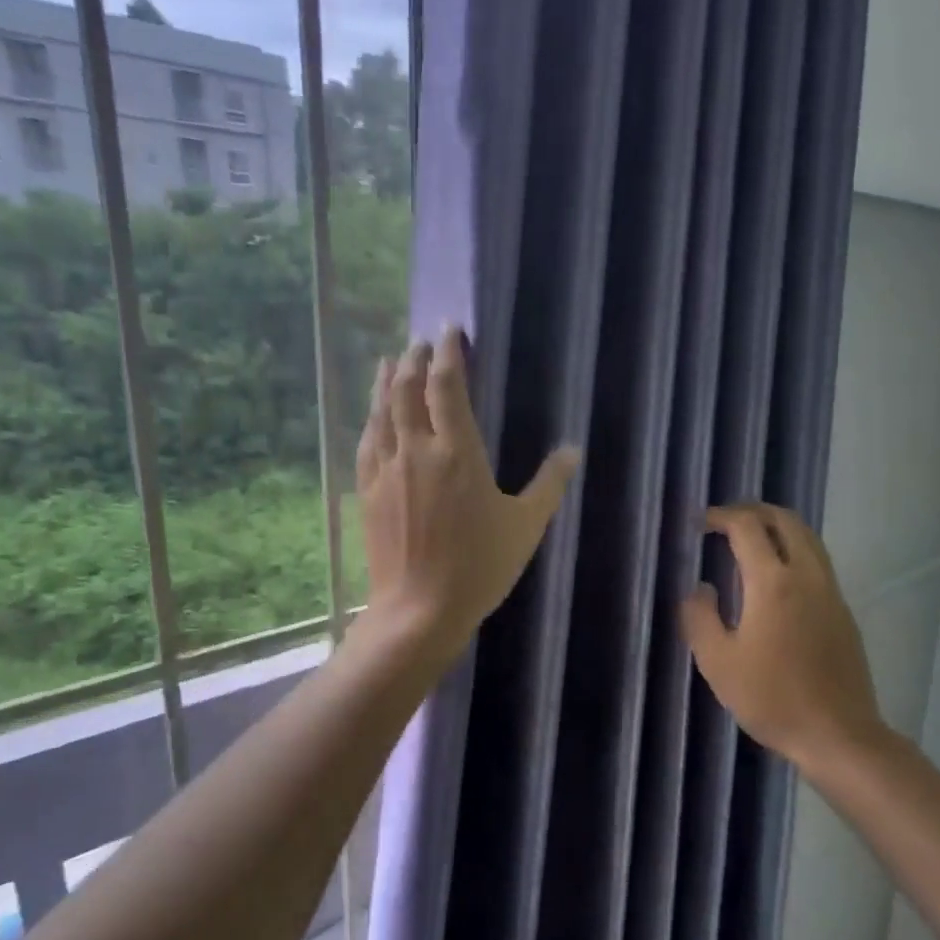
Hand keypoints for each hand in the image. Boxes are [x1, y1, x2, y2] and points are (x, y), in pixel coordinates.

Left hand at [355, 326, 580, 667]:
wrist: (420, 610)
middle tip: (421, 342)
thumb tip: (572, 450)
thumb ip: (550, 484)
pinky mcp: (369, 492)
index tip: (451, 329)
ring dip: (386, 380)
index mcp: (458, 453)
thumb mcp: (525, 526)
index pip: (447, 386)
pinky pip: (367, 442)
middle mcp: (417, 450)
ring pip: (381, 411)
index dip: (448, 352)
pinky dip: (371, 418)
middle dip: (414, 359)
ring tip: (389, 360)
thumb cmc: (479, 567)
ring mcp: (387, 470)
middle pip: (407, 388)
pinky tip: (373, 415)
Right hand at [680, 503, 893, 772]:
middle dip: (753, 510)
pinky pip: (817, 560)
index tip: (700, 523)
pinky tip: (775, 575)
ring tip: (749, 540)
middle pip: (785, 519)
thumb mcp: (717, 662)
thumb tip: (700, 588)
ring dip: (777, 527)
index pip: (747, 527)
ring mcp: (831, 591)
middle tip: (725, 521)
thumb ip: (699, 617)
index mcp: (772, 583)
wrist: (837, 734)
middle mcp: (807, 575)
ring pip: (807, 537)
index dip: (721, 516)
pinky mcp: (843, 610)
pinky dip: (793, 548)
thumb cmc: (771, 698)